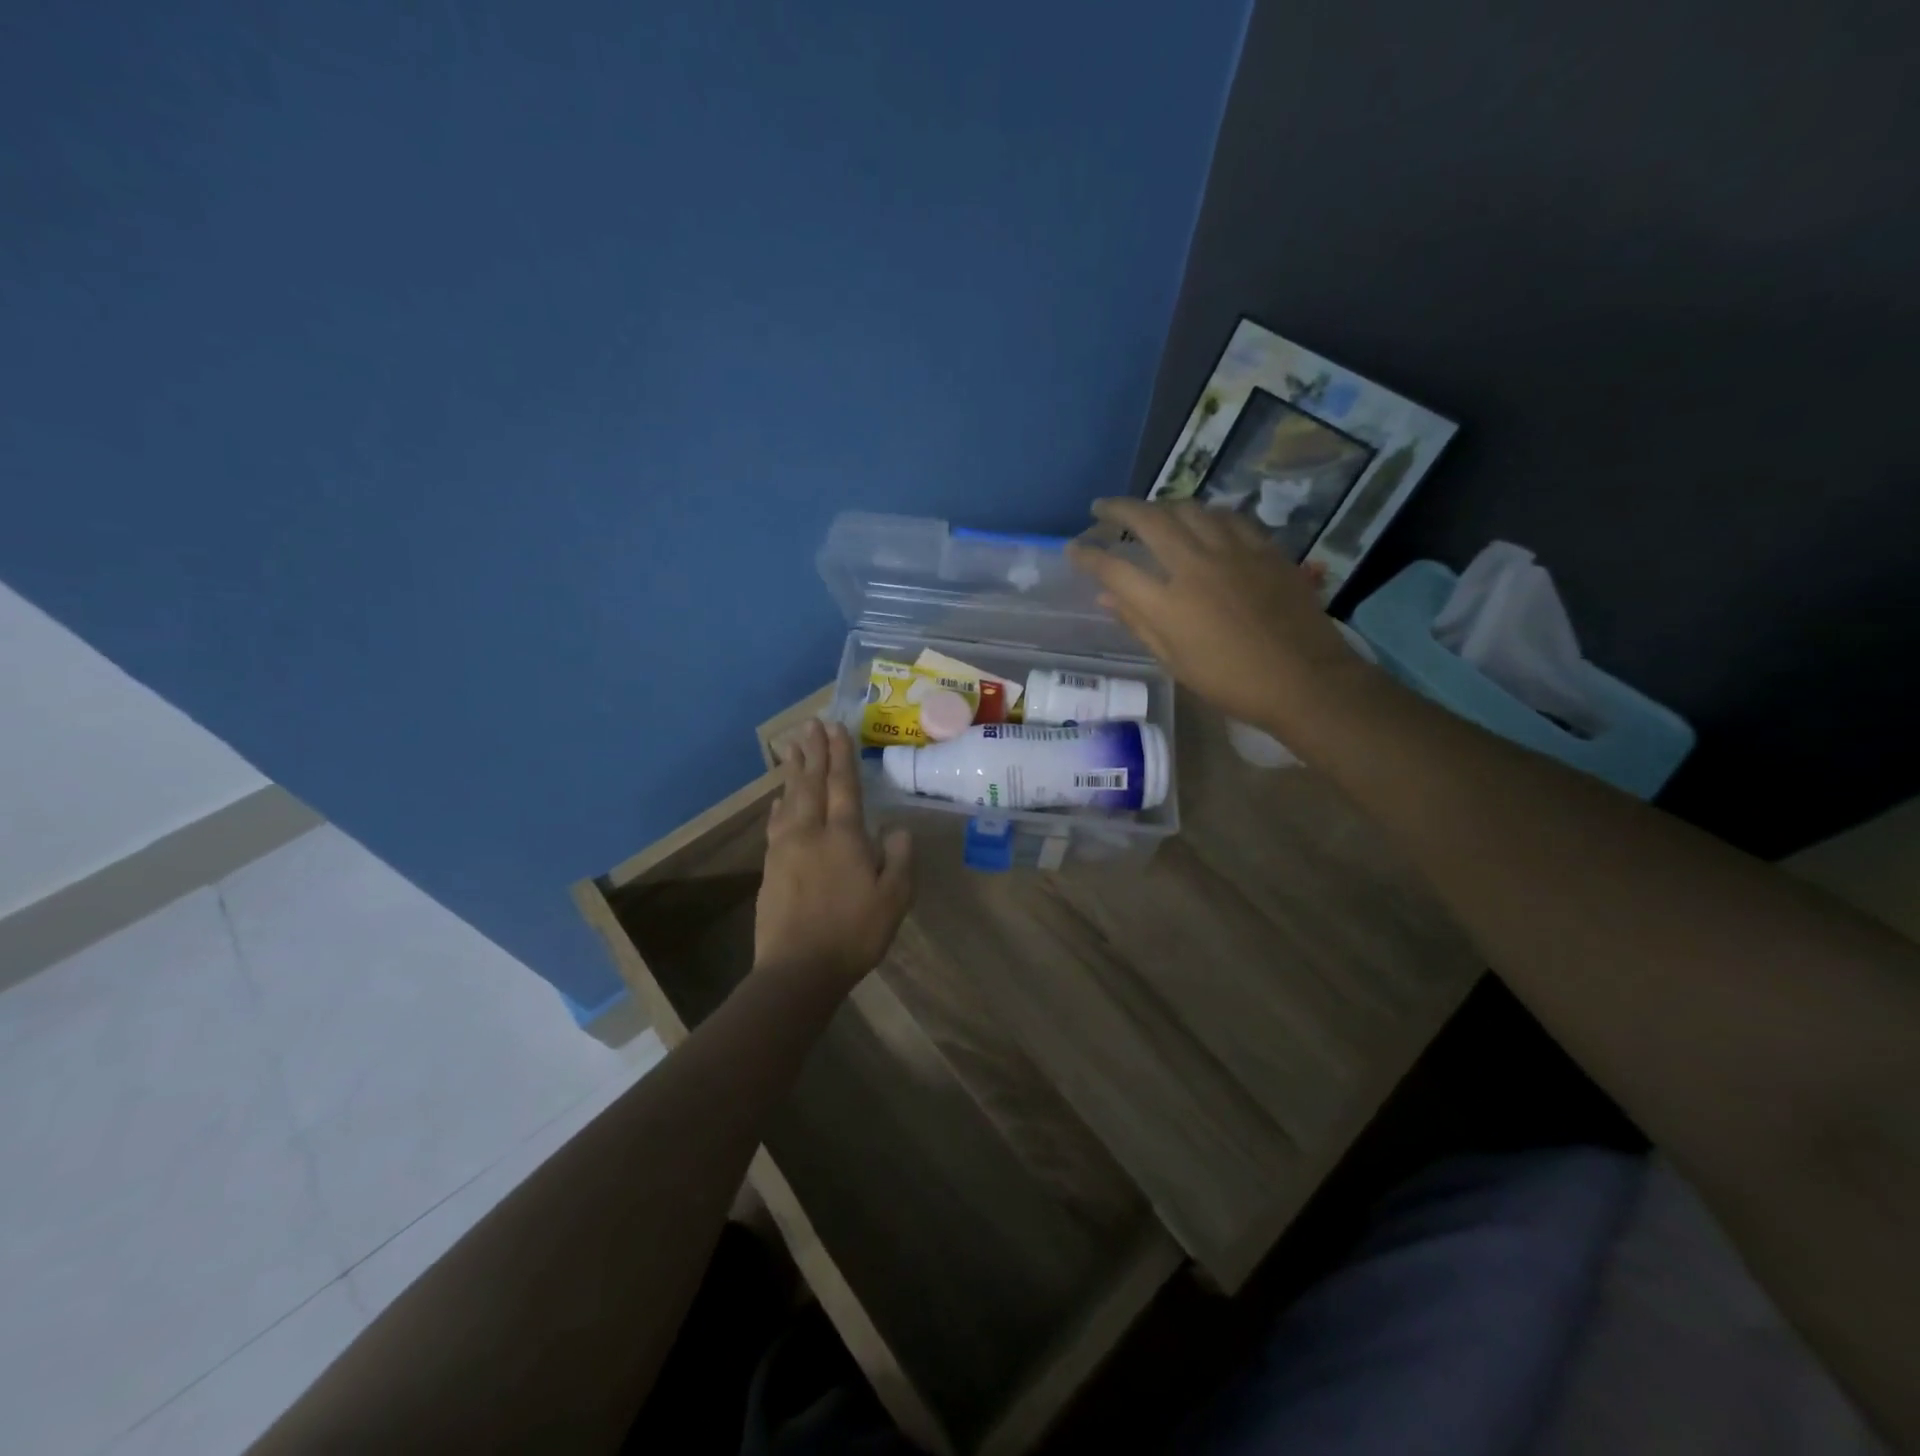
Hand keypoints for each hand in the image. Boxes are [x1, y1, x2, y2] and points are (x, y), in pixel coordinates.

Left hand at [755, 719, 912, 990]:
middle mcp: (811, 833)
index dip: (841, 755)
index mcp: (843, 836)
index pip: (842, 785)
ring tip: (793, 748)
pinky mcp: (771, 868)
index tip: (836, 727)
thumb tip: (894, 828)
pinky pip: (775, 825)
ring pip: (789, 800)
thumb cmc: (854, 933)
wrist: (798, 969)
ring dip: (793, 771)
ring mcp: (785, 849)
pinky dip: (778, 807)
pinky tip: (778, 801)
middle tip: (810, 724)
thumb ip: (898, 858)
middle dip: (813, 752)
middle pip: (811, 783)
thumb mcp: (894, 898)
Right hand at [1066, 498, 1363, 733]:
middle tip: (1102, 508)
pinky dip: (1204, 514)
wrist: (1304, 680)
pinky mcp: (1263, 548)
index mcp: (1168, 603)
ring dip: (1161, 505)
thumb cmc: (1231, 682)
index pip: (1114, 569)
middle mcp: (1195, 566)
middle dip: (1118, 509)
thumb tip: (1105, 598)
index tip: (1073, 548)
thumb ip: (1139, 623)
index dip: (1088, 555)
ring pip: (1189, 509)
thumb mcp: (1175, 662)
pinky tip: (1201, 520)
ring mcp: (1233, 551)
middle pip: (1149, 520)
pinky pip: (1227, 517)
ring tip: (1150, 511)